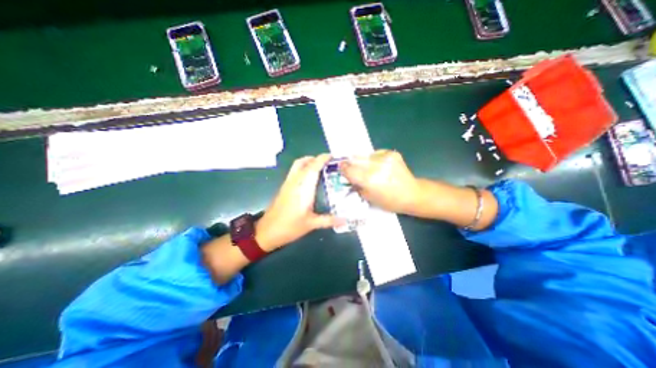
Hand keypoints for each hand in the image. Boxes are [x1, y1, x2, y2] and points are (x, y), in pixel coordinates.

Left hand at [256, 153, 342, 250]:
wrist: (267, 231)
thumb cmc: (290, 227)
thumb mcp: (311, 224)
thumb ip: (329, 220)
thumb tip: (345, 220)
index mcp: (303, 188)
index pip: (313, 167)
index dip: (322, 159)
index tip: (332, 156)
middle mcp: (295, 182)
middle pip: (303, 162)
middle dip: (315, 158)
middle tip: (327, 162)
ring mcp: (288, 184)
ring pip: (297, 165)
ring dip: (308, 162)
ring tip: (320, 168)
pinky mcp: (284, 187)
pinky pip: (294, 171)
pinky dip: (303, 168)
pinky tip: (309, 179)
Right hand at [338, 150, 419, 214]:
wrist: (412, 194)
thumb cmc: (389, 201)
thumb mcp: (368, 198)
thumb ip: (356, 185)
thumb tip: (349, 176)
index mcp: (368, 179)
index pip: (348, 169)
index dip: (343, 168)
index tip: (341, 168)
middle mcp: (375, 166)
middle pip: (355, 159)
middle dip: (351, 163)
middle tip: (350, 167)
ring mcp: (385, 158)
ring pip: (365, 155)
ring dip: (363, 161)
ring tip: (367, 168)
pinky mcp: (392, 153)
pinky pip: (376, 153)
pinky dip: (374, 159)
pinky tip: (379, 166)